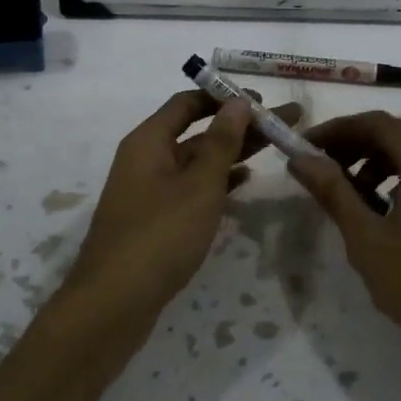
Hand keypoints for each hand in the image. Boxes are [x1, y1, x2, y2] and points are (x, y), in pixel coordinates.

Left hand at [61, 91, 300, 354]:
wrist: (113, 303)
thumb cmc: (159, 236)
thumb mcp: (198, 185)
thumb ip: (221, 142)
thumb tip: (238, 102)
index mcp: (149, 141)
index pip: (188, 102)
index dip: (225, 97)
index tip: (263, 101)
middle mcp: (146, 158)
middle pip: (197, 131)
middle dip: (240, 125)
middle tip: (286, 122)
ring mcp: (149, 190)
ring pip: (196, 161)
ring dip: (232, 152)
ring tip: (274, 147)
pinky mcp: (155, 219)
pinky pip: (191, 187)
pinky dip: (217, 181)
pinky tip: (244, 181)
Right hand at [288, 111, 400, 380]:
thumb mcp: (367, 238)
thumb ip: (333, 190)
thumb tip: (301, 159)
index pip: (377, 123)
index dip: (336, 130)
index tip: (305, 148)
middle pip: (398, 135)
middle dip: (355, 146)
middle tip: (319, 168)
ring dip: (377, 164)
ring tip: (348, 195)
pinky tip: (382, 213)